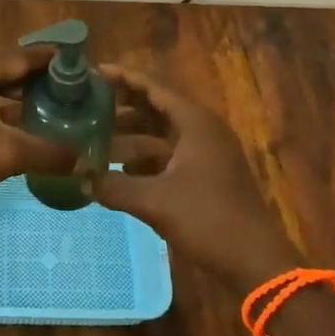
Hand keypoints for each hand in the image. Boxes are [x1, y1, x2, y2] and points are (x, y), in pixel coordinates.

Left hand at [0, 47, 76, 216]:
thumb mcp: (8, 154)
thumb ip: (49, 152)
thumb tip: (84, 159)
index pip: (23, 56)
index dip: (54, 62)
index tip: (81, 68)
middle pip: (6, 67)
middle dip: (37, 79)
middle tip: (71, 92)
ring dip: (16, 94)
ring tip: (49, 107)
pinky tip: (15, 124)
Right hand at [93, 66, 301, 294]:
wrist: (255, 262)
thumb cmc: (208, 220)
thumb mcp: (156, 201)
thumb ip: (114, 186)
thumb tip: (79, 177)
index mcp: (195, 122)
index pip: (153, 87)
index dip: (123, 78)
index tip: (93, 72)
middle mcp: (202, 130)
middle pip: (156, 108)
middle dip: (122, 108)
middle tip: (87, 106)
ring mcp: (206, 154)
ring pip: (161, 135)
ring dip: (130, 137)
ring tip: (94, 140)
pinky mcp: (205, 176)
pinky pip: (168, 156)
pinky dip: (143, 159)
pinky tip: (117, 171)